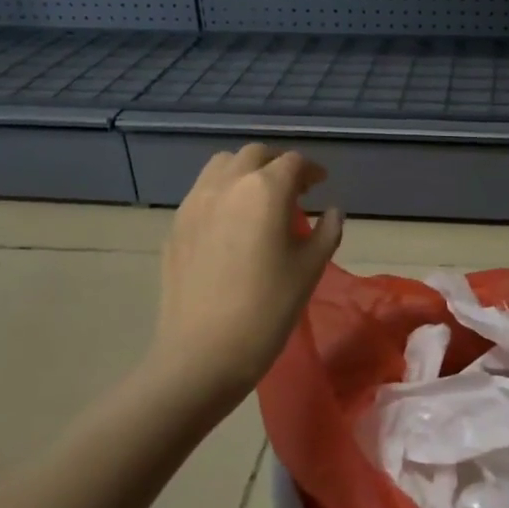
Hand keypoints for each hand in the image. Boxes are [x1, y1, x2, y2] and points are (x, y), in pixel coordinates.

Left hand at [143, 145, 343, 415]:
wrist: (203, 352)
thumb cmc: (267, 309)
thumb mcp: (310, 269)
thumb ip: (327, 232)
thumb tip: (332, 211)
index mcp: (265, 190)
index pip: (293, 163)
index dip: (311, 170)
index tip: (320, 185)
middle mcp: (227, 184)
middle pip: (254, 155)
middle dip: (277, 164)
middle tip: (293, 189)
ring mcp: (195, 203)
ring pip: (221, 165)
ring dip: (245, 171)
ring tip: (258, 199)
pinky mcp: (176, 225)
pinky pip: (202, 192)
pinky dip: (222, 193)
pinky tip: (231, 224)